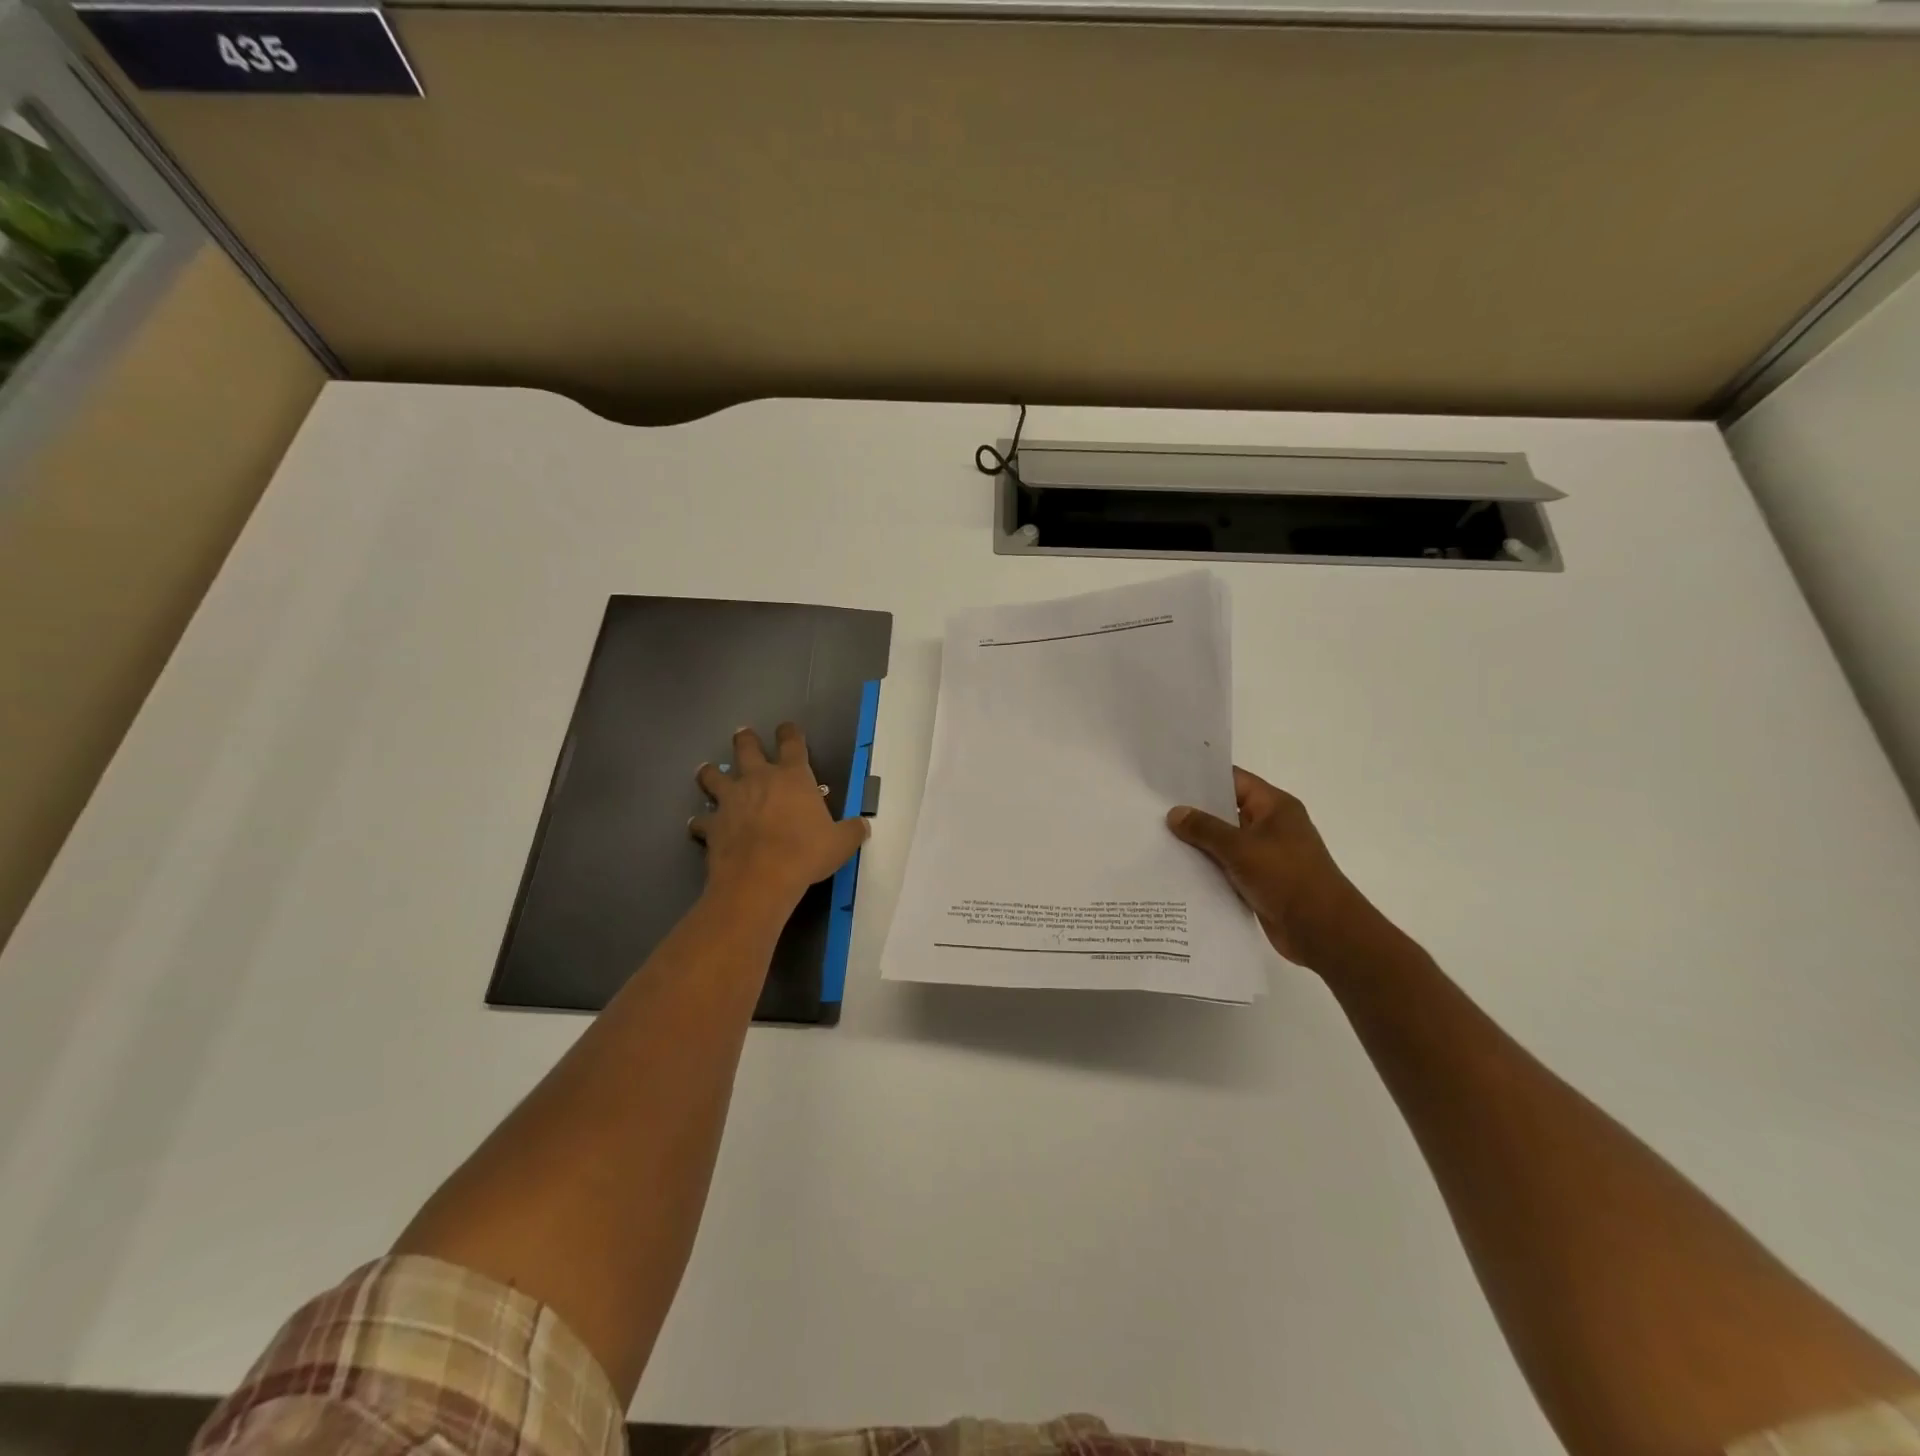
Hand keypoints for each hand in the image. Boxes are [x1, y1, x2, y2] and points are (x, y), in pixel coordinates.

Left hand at [692, 724, 868, 913]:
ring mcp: (731, 801)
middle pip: (747, 748)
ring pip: (713, 776)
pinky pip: (701, 820)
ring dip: (710, 773)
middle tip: (743, 735)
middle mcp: (758, 780)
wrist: (760, 879)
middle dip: (746, 740)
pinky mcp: (712, 825)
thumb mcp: (841, 843)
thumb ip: (852, 831)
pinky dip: (700, 822)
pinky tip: (699, 826)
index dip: (790, 732)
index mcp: (792, 777)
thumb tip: (862, 827)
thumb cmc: (805, 853)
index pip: (792, 743)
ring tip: (707, 771)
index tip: (787, 728)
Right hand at [1166, 767, 1391, 971]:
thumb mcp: (1241, 848)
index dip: (1203, 778)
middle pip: (1227, 810)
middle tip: (1155, 808)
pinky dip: (1208, 867)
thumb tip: (1175, 813)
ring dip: (1199, 842)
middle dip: (1195, 812)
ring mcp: (1266, 855)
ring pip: (1225, 841)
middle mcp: (1271, 826)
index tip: (1169, 779)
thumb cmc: (1286, 877)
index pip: (1234, 780)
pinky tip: (1177, 868)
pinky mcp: (1260, 881)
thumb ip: (1205, 829)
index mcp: (1275, 807)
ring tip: (1158, 837)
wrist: (1322, 930)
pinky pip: (1228, 866)